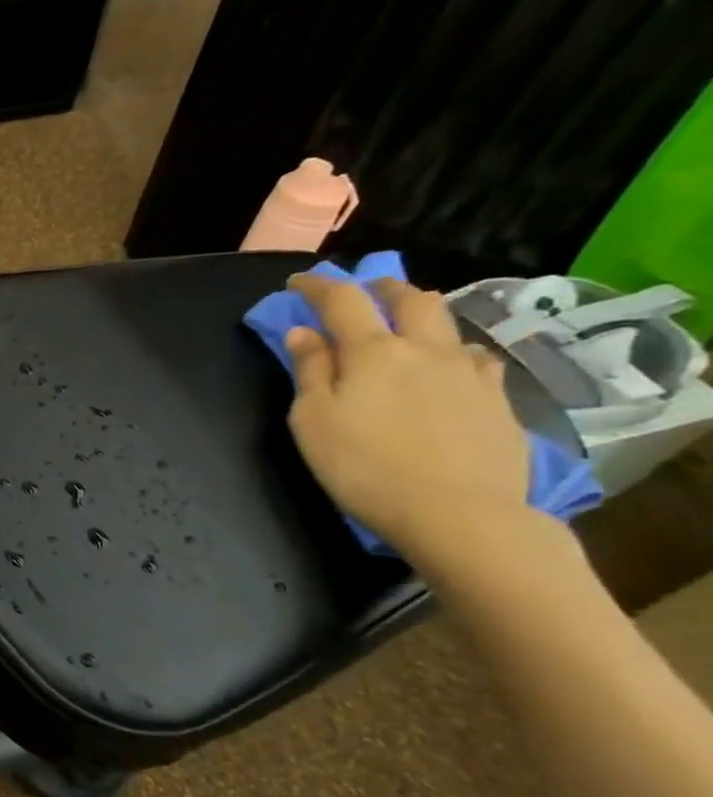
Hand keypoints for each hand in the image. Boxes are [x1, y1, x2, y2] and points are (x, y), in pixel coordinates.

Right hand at [284, 274, 530, 555]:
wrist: (457, 513)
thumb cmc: (363, 467)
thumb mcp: (313, 421)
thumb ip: (309, 372)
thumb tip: (303, 333)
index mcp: (372, 352)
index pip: (342, 301)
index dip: (318, 286)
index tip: (298, 282)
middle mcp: (424, 349)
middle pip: (408, 299)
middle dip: (380, 288)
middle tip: (362, 293)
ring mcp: (468, 372)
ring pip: (447, 323)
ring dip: (420, 313)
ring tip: (406, 325)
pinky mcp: (497, 399)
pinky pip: (475, 359)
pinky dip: (453, 352)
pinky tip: (449, 368)